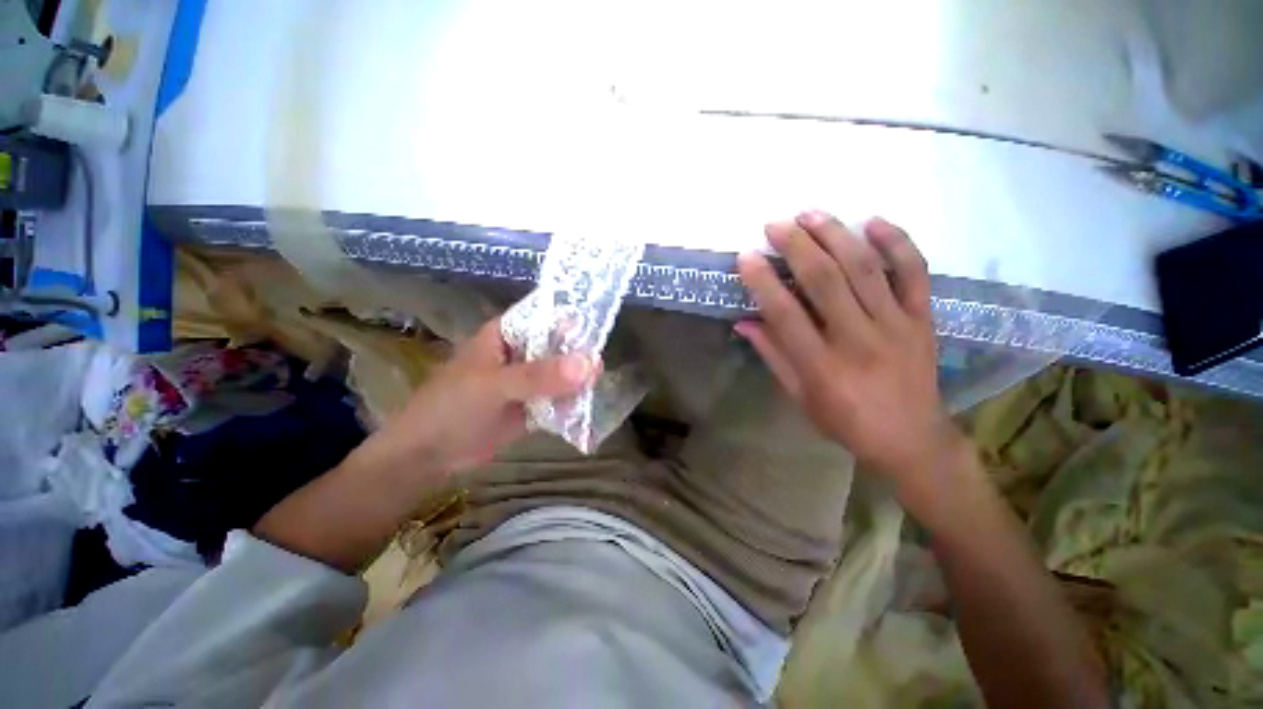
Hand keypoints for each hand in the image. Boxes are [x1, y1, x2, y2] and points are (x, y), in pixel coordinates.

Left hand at [365, 318, 597, 476]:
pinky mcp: (534, 403)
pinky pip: (560, 397)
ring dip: (579, 380)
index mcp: (508, 333)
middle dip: (580, 354)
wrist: (429, 456)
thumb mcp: (493, 386)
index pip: (547, 315)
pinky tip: (585, 408)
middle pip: (560, 345)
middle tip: (599, 368)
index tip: (603, 324)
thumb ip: (539, 375)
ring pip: (563, 372)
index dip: (573, 317)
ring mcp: (529, 379)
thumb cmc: (451, 407)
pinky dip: (572, 402)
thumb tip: (589, 363)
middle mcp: (523, 351)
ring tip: (595, 387)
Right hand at [736, 211, 962, 485]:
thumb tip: (744, 322)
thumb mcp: (799, 396)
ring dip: (835, 235)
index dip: (763, 282)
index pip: (785, 314)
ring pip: (865, 268)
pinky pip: (914, 272)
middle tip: (775, 224)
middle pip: (824, 281)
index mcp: (822, 366)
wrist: (911, 438)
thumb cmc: (845, 421)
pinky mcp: (923, 319)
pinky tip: (874, 221)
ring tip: (811, 213)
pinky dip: (897, 242)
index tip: (746, 257)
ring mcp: (895, 325)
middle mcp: (858, 340)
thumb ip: (773, 356)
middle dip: (796, 246)